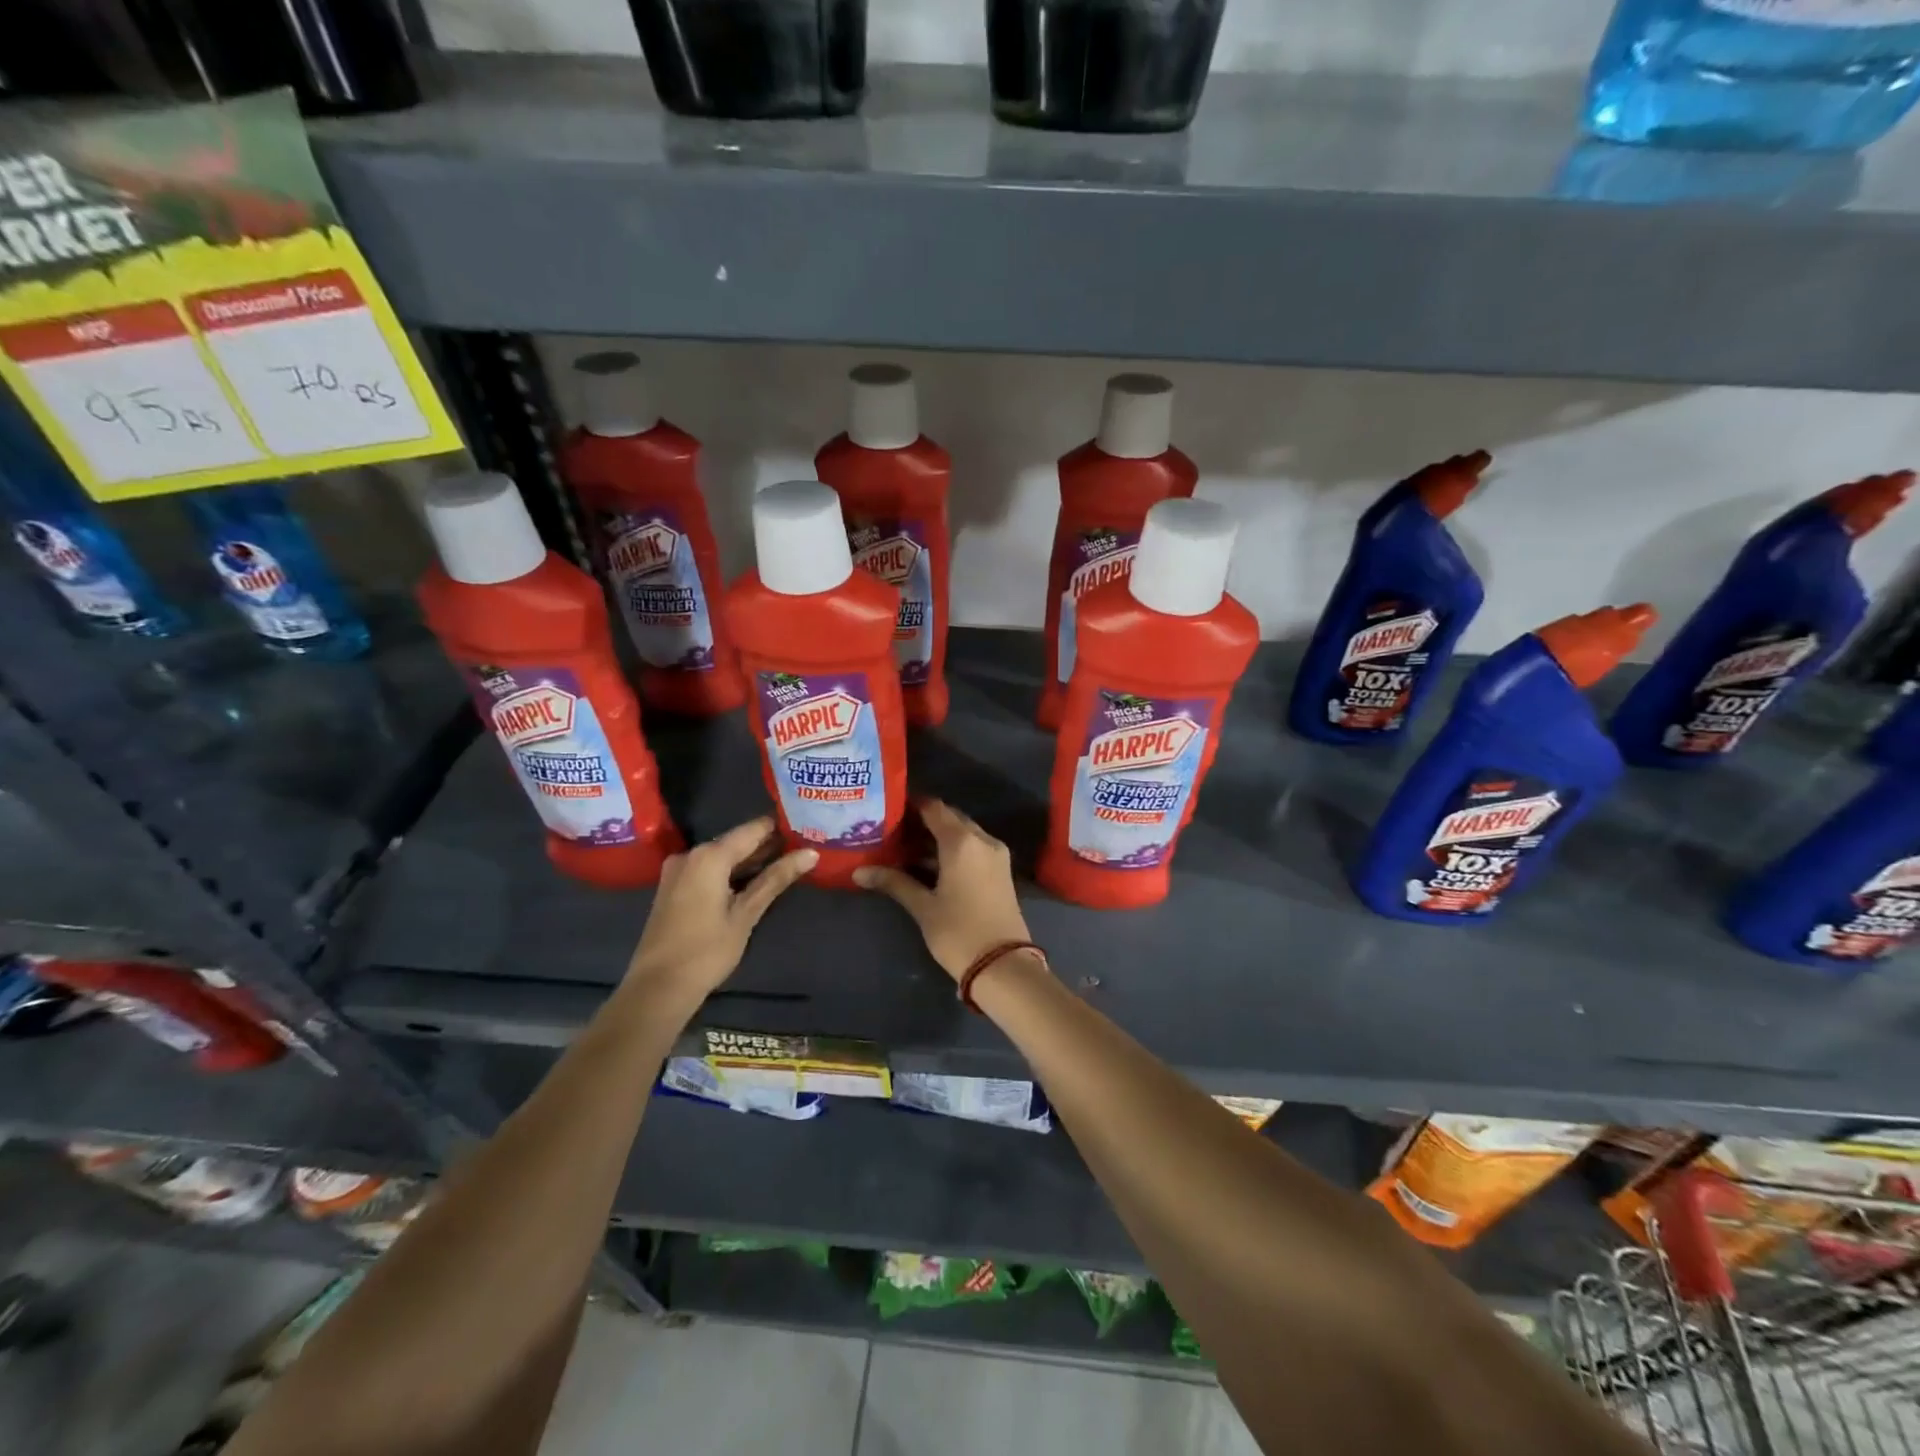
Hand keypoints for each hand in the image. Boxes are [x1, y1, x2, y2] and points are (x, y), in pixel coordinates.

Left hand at [626, 817, 815, 998]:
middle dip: (768, 845)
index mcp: (709, 856)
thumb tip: (811, 853)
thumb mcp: (746, 914)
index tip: (806, 827)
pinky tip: (754, 881)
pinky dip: (731, 872)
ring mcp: (678, 870)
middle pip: (737, 841)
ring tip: (786, 863)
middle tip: (802, 848)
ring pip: (723, 856)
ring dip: (750, 861)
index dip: (780, 828)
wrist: (657, 988)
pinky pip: (709, 869)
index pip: (753, 829)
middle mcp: (691, 854)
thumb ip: (776, 879)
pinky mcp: (673, 887)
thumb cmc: (707, 950)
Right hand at [853, 799, 1032, 981]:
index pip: (934, 808)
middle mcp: (982, 839)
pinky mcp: (1001, 870)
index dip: (912, 804)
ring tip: (905, 846)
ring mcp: (996, 854)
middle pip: (950, 818)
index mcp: (962, 841)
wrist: (1003, 965)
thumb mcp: (923, 907)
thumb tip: (859, 871)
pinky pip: (974, 847)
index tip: (889, 807)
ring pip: (963, 833)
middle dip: (924, 821)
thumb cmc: (959, 932)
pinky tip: (930, 863)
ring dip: (939, 836)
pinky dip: (953, 849)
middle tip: (893, 829)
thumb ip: (894, 882)